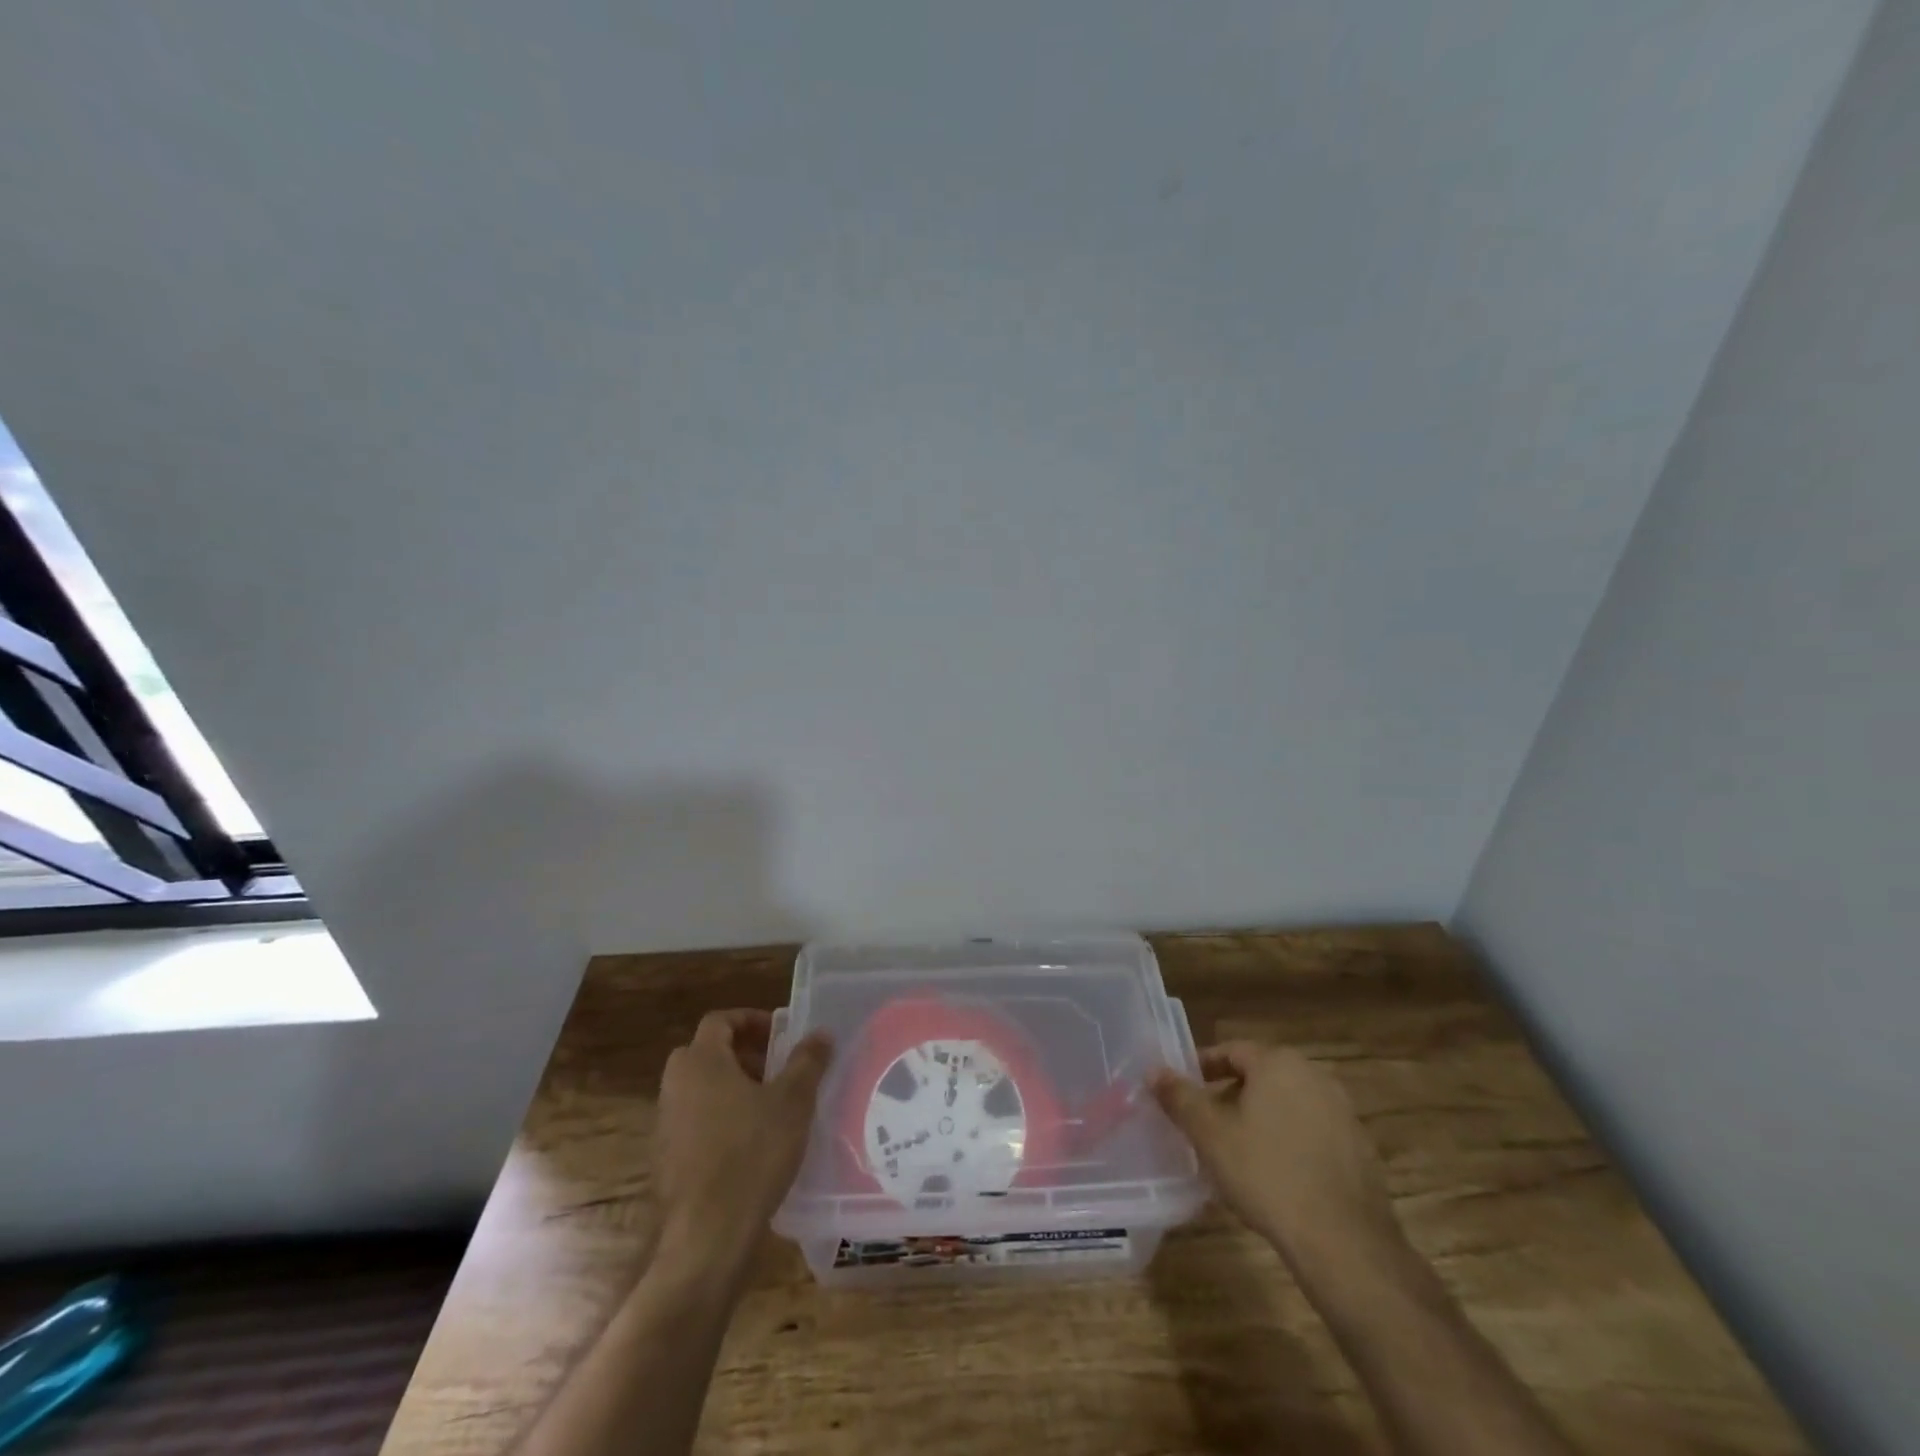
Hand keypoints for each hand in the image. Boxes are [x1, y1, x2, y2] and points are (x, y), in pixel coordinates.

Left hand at [653, 1009, 831, 1264]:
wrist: (707, 1237)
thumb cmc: (752, 1154)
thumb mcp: (793, 1102)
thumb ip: (808, 1061)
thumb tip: (821, 1033)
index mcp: (701, 1062)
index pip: (720, 1020)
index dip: (751, 1020)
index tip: (781, 1034)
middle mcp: (675, 1086)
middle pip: (707, 1053)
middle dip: (744, 1055)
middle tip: (777, 1069)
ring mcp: (665, 1125)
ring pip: (700, 1089)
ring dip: (732, 1088)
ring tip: (770, 1108)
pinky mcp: (666, 1160)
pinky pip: (694, 1122)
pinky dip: (720, 1120)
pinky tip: (750, 1145)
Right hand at [1150, 1042, 1400, 1270]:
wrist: (1344, 1243)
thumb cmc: (1266, 1175)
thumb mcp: (1210, 1135)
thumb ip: (1179, 1097)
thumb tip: (1154, 1070)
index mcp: (1278, 1063)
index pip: (1232, 1051)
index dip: (1204, 1067)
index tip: (1184, 1089)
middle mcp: (1315, 1075)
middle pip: (1261, 1076)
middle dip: (1231, 1096)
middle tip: (1206, 1124)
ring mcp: (1343, 1112)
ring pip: (1288, 1105)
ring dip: (1261, 1119)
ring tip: (1237, 1152)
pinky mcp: (1360, 1149)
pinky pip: (1312, 1133)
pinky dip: (1290, 1142)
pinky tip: (1276, 1176)